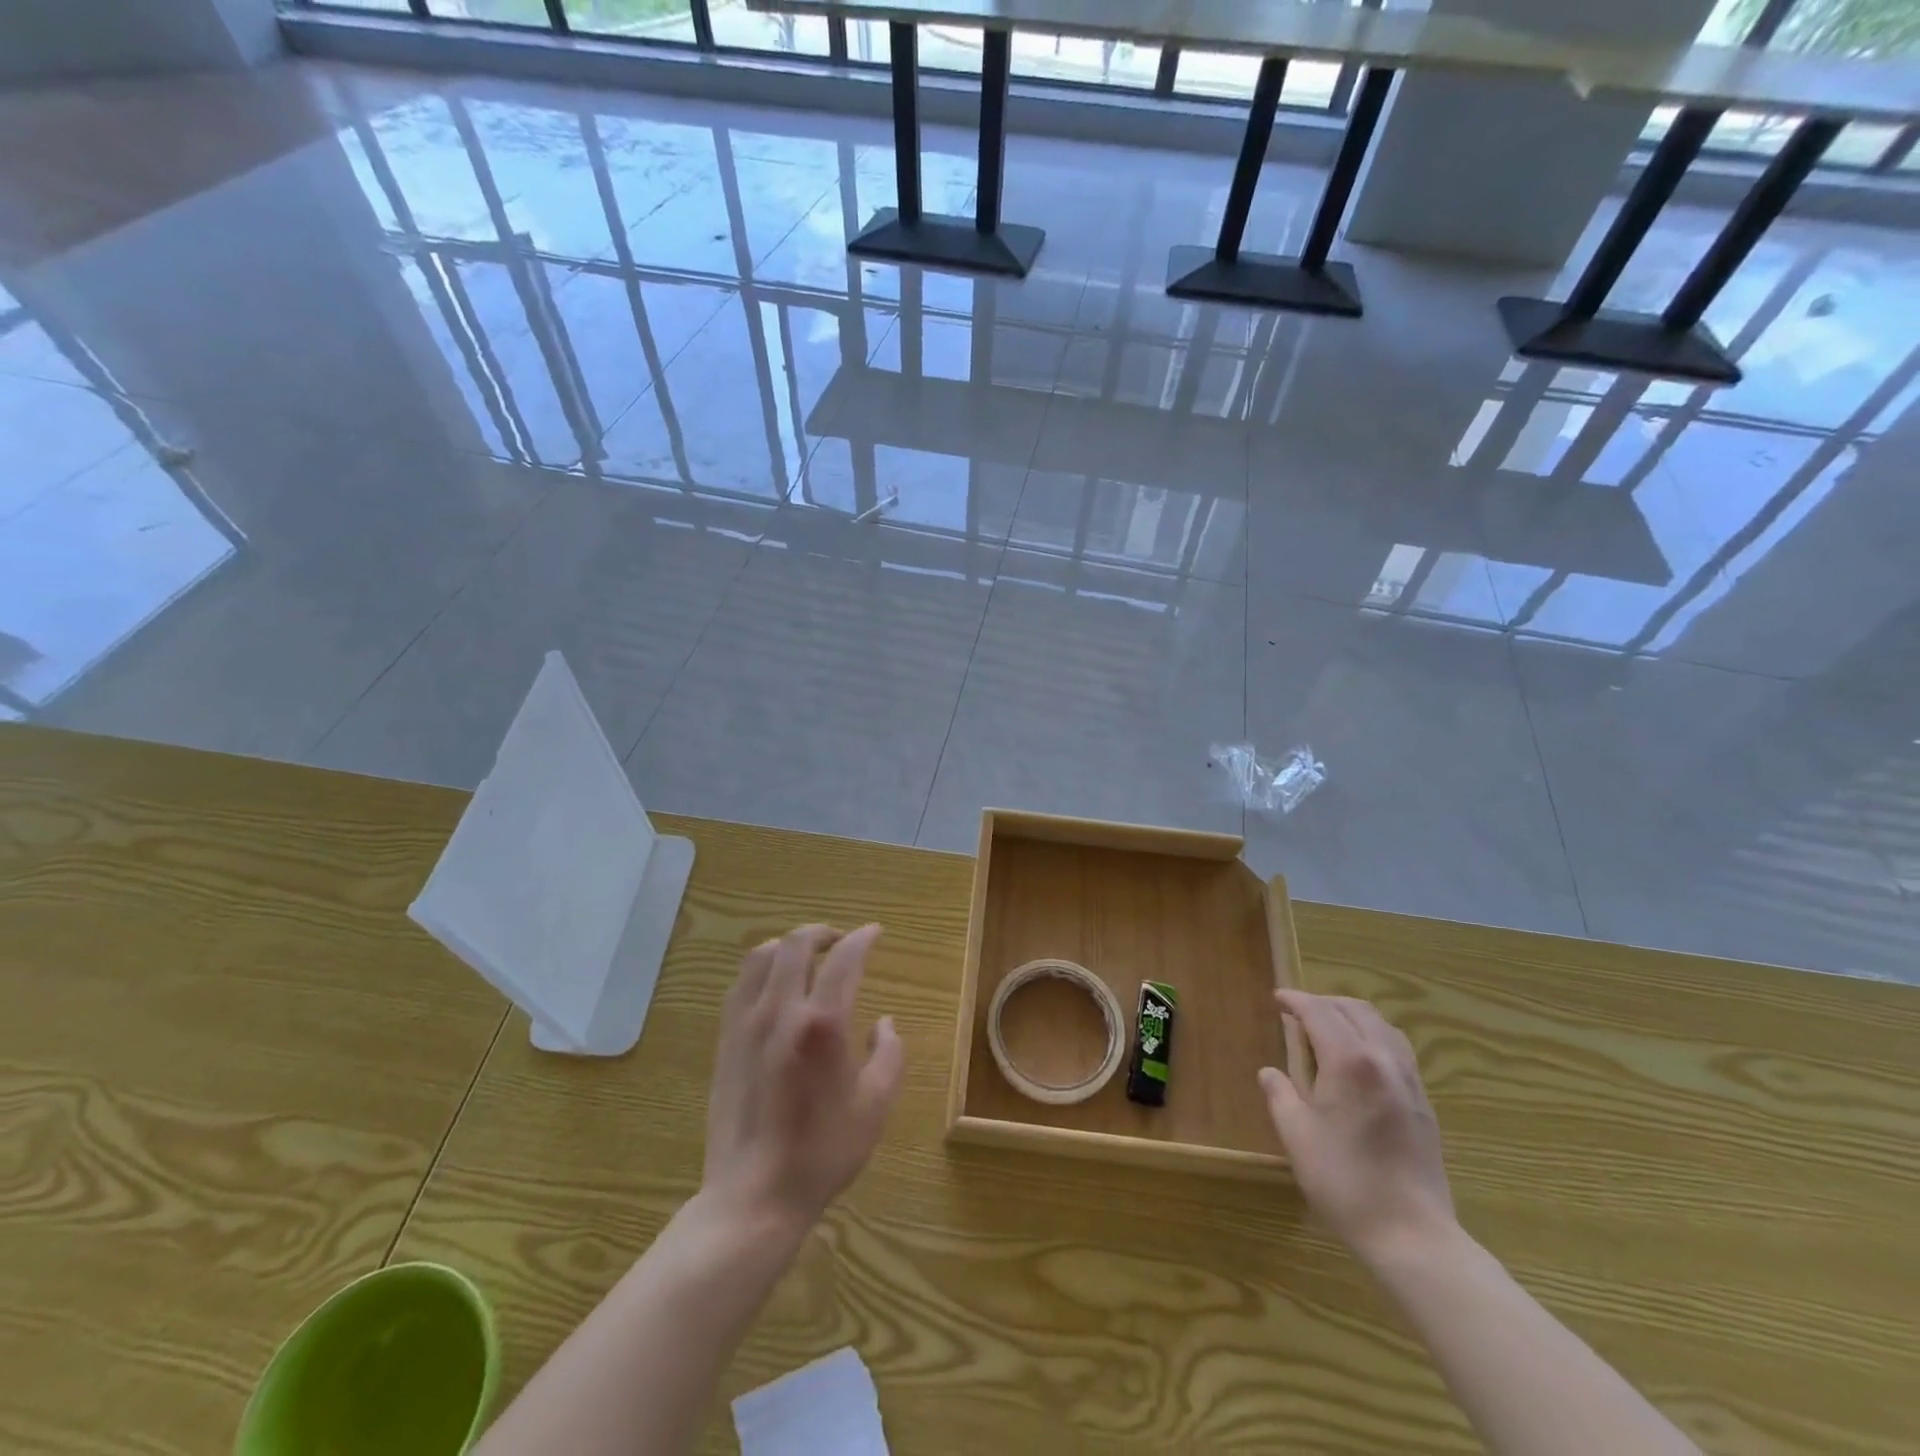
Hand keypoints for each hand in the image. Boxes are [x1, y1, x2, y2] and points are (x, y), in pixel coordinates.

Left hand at [700, 924, 904, 1236]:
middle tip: (842, 940)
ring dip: (789, 944)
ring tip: (807, 955)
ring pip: (762, 956)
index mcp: (823, 1023)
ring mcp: (747, 1023)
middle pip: (797, 944)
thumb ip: (889, 1054)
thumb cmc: (822, 1152)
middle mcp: (781, 1011)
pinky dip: (762, 967)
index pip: (844, 959)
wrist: (754, 1195)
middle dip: (823, 932)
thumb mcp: (875, 1106)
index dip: (862, 938)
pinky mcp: (725, 1039)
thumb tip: (885, 1023)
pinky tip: (774, 983)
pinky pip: (741, 983)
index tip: (874, 933)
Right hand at [1258, 990, 1455, 1267]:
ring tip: (1328, 1029)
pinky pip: (1397, 1048)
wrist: (1411, 1235)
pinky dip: (1373, 1036)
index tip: (1277, 998)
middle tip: (1298, 1012)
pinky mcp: (1423, 1102)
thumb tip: (1269, 1072)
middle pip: (1355, 1010)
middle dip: (1324, 1003)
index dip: (1296, 1000)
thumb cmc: (1344, 1181)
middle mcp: (1383, 1059)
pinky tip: (1358, 1059)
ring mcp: (1409, 1080)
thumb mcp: (1297, 1135)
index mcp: (1349, 1061)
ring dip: (1351, 1016)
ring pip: (1381, 1025)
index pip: (1320, 1012)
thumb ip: (1280, 1094)